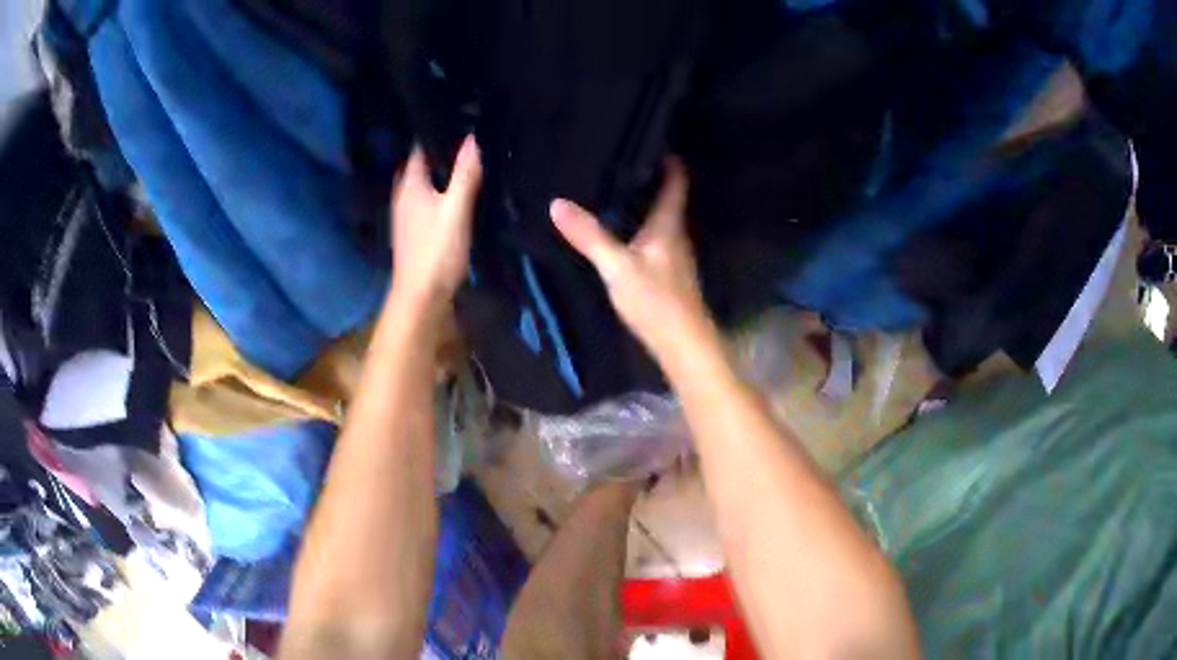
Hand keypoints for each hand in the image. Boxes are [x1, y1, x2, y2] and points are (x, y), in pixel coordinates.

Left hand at [390, 136, 481, 312]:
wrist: (421, 298)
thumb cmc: (437, 251)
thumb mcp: (456, 210)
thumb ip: (465, 174)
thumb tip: (472, 138)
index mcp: (410, 185)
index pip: (421, 148)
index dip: (439, 133)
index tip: (463, 122)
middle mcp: (403, 196)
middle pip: (421, 166)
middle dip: (440, 153)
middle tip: (469, 141)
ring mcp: (406, 215)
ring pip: (424, 184)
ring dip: (440, 174)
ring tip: (468, 163)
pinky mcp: (414, 231)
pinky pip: (427, 201)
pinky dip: (440, 193)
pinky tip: (457, 196)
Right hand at [549, 158, 717, 361]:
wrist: (683, 345)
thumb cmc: (656, 301)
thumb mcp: (617, 267)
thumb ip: (589, 237)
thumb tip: (557, 203)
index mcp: (669, 225)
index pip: (676, 181)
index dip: (668, 159)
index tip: (651, 140)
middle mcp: (676, 235)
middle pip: (667, 197)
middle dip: (647, 178)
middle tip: (617, 161)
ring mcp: (674, 256)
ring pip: (659, 219)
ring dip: (642, 204)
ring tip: (612, 190)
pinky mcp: (668, 274)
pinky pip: (653, 239)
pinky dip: (638, 228)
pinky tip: (619, 232)